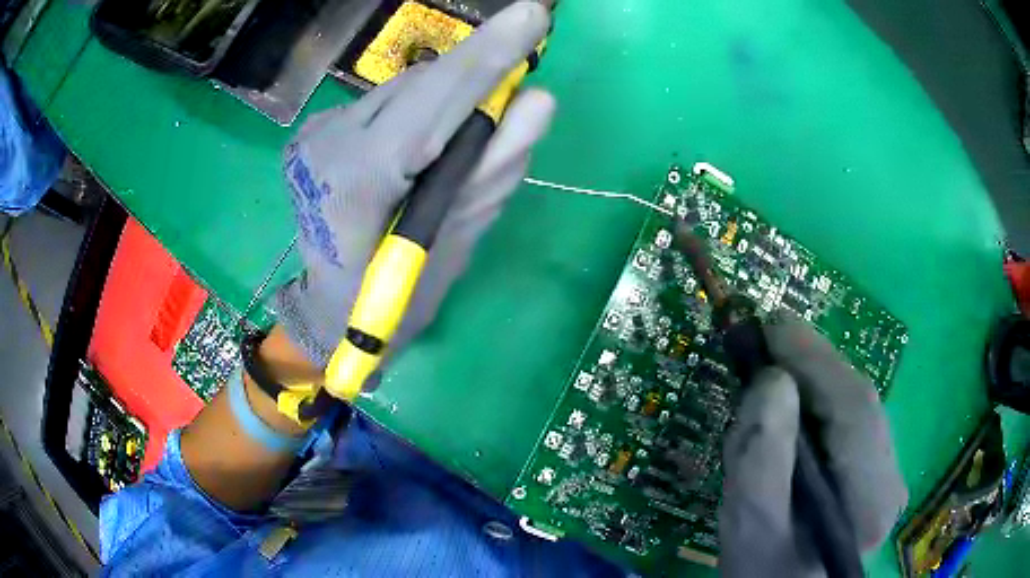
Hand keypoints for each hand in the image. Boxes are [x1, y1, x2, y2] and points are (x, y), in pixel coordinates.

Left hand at [275, 2, 554, 370]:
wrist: (327, 308)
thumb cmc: (392, 301)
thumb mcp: (453, 246)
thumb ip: (493, 169)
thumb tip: (537, 100)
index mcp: (354, 183)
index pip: (430, 104)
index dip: (486, 58)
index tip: (533, 16)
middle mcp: (326, 143)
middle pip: (419, 87)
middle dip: (477, 71)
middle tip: (522, 46)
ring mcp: (315, 133)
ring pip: (403, 90)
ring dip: (451, 92)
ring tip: (479, 111)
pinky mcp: (317, 130)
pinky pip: (387, 104)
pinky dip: (423, 109)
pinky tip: (431, 133)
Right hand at [719, 312, 906, 576]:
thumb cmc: (764, 574)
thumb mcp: (749, 528)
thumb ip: (760, 461)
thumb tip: (771, 382)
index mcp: (870, 501)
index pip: (855, 411)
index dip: (815, 360)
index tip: (771, 324)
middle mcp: (892, 480)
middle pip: (860, 403)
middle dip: (813, 364)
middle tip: (766, 338)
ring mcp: (888, 474)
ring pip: (857, 408)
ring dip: (816, 379)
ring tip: (776, 363)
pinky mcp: (876, 471)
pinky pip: (852, 422)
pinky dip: (821, 401)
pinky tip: (796, 400)